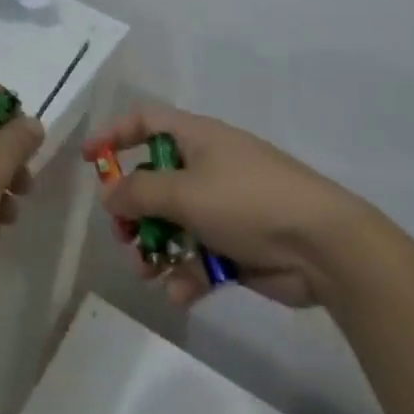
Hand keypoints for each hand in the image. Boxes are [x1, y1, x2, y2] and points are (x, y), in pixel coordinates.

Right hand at [87, 101, 369, 309]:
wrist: (324, 247)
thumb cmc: (248, 201)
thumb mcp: (185, 191)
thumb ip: (138, 192)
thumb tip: (109, 195)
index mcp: (197, 138)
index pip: (145, 121)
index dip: (114, 135)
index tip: (89, 160)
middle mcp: (208, 166)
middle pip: (155, 180)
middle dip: (133, 210)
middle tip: (122, 234)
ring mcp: (224, 207)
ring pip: (173, 223)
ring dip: (154, 247)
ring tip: (146, 270)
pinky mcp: (238, 246)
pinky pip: (199, 256)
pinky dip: (186, 273)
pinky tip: (180, 292)